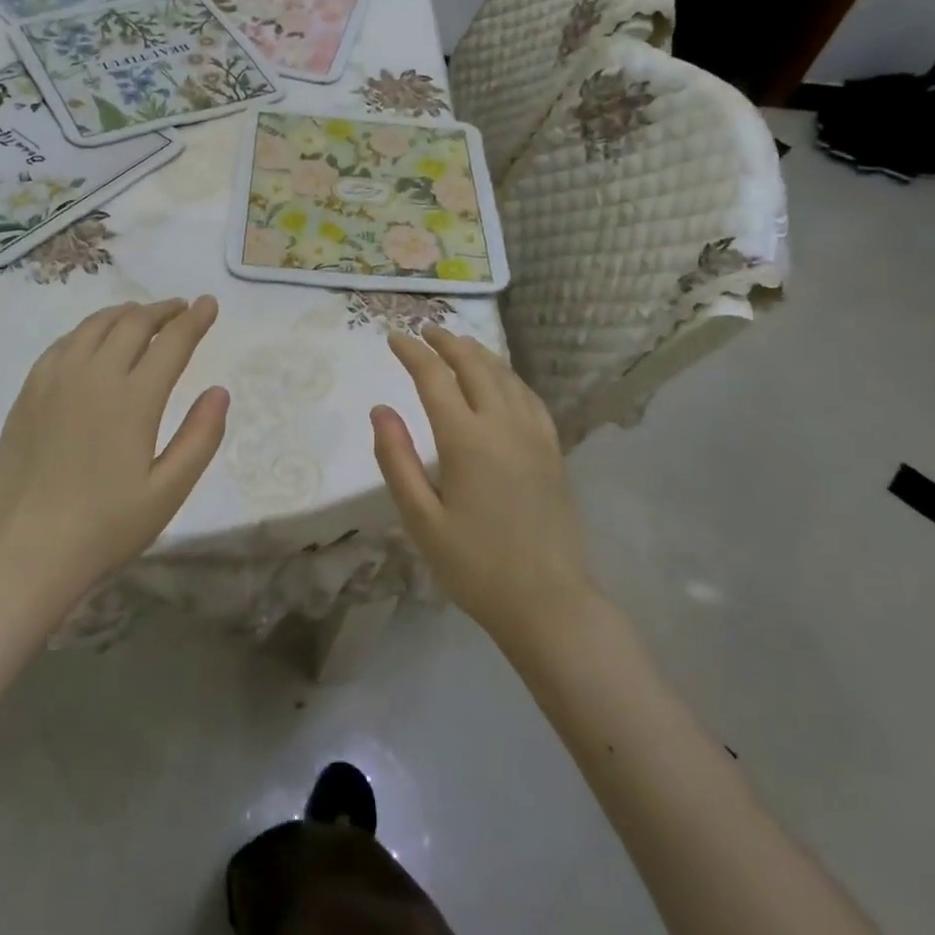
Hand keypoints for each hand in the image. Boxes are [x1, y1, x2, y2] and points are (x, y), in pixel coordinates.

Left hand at [0, 298, 228, 603]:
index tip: (209, 303)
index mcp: (134, 399)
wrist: (23, 552)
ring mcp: (55, 379)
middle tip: (181, 309)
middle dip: (163, 310)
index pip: (172, 342)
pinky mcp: (29, 391)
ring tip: (142, 316)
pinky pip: (64, 343)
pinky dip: (89, 330)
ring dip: (125, 313)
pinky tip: (93, 341)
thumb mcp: (167, 492)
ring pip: (95, 325)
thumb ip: (200, 438)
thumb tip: (219, 391)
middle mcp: (94, 375)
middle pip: (133, 323)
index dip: (195, 319)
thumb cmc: (104, 528)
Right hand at [371, 326, 594, 649]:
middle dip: (447, 342)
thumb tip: (381, 409)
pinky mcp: (553, 450)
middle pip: (474, 365)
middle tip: (425, 331)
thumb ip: (396, 460)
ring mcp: (535, 435)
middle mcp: (503, 425)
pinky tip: (502, 380)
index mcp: (466, 439)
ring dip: (478, 353)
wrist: (549, 603)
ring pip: (506, 376)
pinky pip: (529, 397)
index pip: (435, 377)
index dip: (412, 352)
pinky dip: (508, 376)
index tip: (393, 337)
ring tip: (458, 344)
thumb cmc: (475, 565)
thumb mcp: (421, 519)